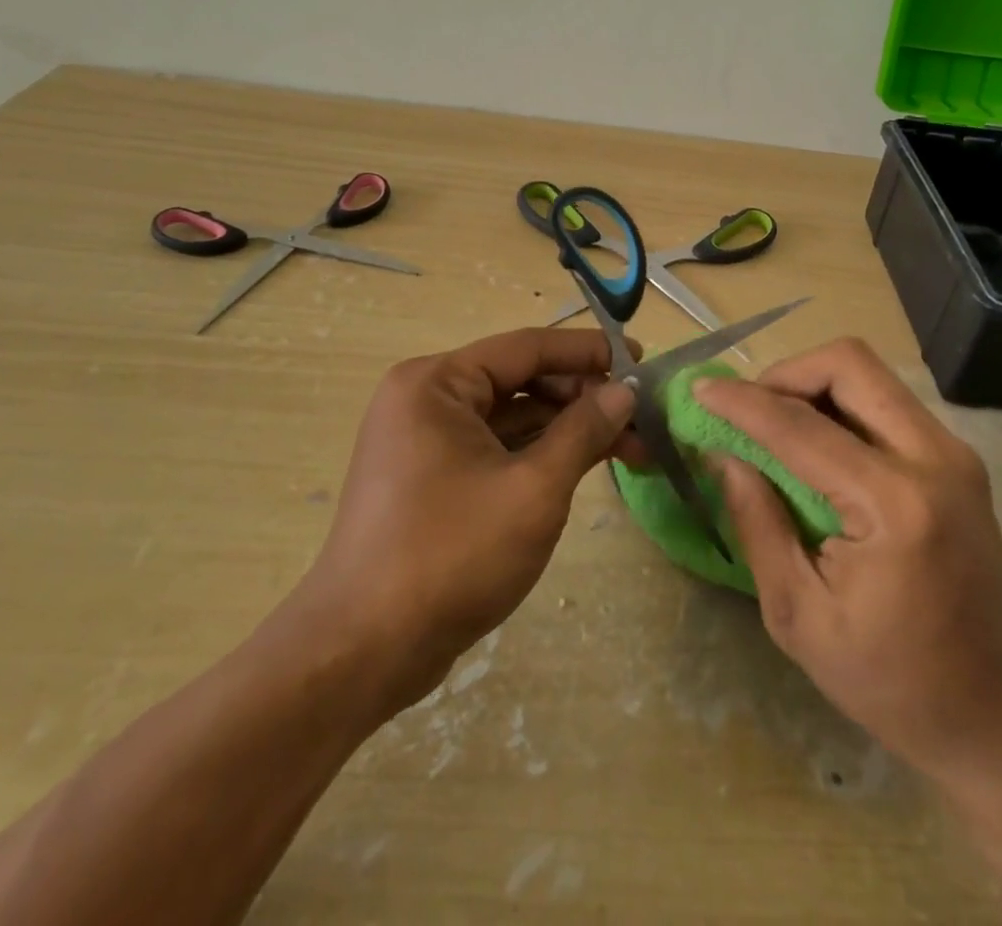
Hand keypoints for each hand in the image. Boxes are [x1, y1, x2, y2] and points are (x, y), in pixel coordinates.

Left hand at [284, 328, 639, 714]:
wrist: (361, 653)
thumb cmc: (450, 556)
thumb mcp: (533, 490)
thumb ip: (583, 431)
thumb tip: (625, 392)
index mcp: (437, 384)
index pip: (526, 348)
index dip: (588, 351)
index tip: (639, 361)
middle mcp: (426, 400)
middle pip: (520, 380)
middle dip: (582, 399)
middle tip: (639, 421)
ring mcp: (425, 442)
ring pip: (511, 418)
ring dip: (566, 431)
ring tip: (628, 450)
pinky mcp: (432, 480)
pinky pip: (496, 449)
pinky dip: (539, 455)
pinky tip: (582, 469)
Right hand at [695, 338, 1001, 787]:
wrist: (1000, 720)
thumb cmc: (892, 683)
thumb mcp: (799, 616)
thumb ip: (757, 522)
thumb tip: (724, 455)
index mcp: (895, 505)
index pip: (801, 426)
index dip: (742, 402)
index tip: (699, 389)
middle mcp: (934, 460)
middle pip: (849, 364)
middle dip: (785, 373)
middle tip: (747, 410)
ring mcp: (955, 455)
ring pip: (870, 374)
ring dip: (813, 384)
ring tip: (774, 425)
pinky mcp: (959, 462)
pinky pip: (888, 402)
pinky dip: (841, 405)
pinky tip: (815, 445)